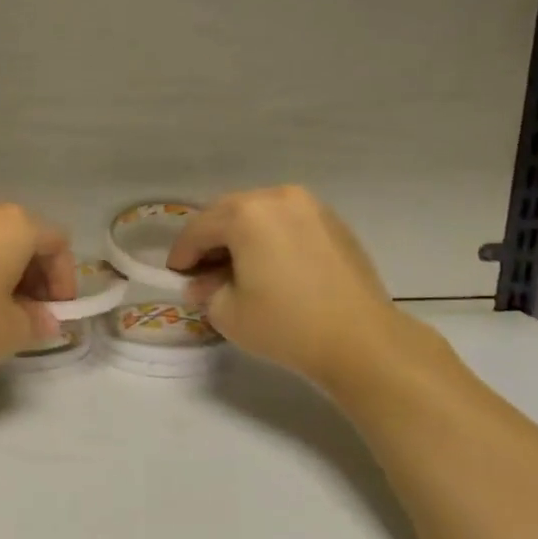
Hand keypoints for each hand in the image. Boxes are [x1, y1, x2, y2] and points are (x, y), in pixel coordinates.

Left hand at [0, 196, 76, 380]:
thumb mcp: (13, 332)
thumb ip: (39, 321)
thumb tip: (45, 320)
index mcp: (14, 224)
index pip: (57, 243)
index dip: (65, 280)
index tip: (58, 314)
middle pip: (25, 237)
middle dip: (36, 275)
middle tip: (33, 314)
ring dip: (7, 272)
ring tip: (1, 312)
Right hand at [166, 186, 417, 390]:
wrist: (362, 341)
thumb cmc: (286, 325)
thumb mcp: (229, 313)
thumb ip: (206, 292)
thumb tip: (201, 284)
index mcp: (246, 214)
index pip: (199, 229)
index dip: (182, 253)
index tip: (176, 275)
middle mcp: (278, 198)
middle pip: (228, 212)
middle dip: (210, 239)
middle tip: (202, 270)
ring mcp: (310, 206)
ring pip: (259, 213)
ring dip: (240, 235)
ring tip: (236, 267)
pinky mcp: (333, 222)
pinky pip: (287, 221)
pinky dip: (270, 236)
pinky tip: (269, 265)